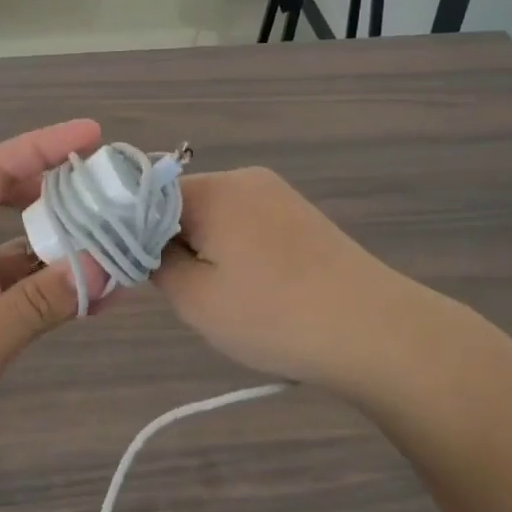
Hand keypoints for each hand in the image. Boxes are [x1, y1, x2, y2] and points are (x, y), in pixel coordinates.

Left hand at [0, 121, 112, 497]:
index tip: (94, 135)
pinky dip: (59, 293)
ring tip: (124, 246)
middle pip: (13, 204)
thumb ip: (39, 302)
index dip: (42, 146)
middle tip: (116, 194)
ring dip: (69, 250)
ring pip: (25, 254)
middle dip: (63, 195)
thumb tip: (107, 263)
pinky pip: (26, 296)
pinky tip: (101, 298)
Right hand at [153, 167, 440, 395]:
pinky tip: (258, 290)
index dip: (135, 234)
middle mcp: (244, 178)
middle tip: (188, 293)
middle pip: (181, 203)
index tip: (140, 274)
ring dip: (207, 250)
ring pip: (216, 216)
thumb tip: (146, 245)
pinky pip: (248, 224)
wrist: (376, 333)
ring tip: (227, 297)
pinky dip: (238, 252)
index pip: (146, 197)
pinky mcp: (301, 215)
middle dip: (174, 244)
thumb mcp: (194, 299)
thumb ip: (154, 264)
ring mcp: (278, 194)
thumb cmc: (273, 316)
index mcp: (212, 189)